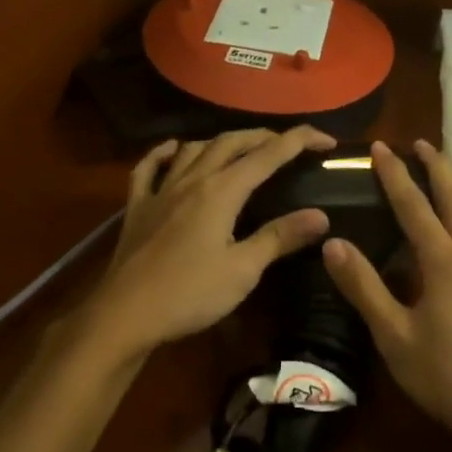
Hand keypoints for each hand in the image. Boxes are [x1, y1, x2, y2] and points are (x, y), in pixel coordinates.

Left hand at [80, 127, 337, 359]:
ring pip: (193, 149)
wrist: (126, 315)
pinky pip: (149, 168)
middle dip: (263, 136)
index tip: (326, 139)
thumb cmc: (189, 294)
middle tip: (288, 144)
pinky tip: (173, 150)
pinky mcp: (137, 207)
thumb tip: (320, 216)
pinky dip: (164, 153)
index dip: (299, 141)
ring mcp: (160, 191)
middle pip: (230, 143)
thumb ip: (279, 237)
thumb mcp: (242, 270)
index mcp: (221, 192)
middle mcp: (191, 180)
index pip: (268, 155)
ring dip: (221, 141)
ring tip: (240, 147)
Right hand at [323, 139, 451, 451]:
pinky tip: (446, 235)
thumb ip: (364, 287)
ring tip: (432, 176)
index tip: (379, 146)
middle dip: (437, 168)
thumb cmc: (444, 374)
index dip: (395, 175)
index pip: (414, 207)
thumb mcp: (393, 334)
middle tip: (420, 142)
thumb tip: (333, 243)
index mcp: (444, 262)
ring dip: (449, 191)